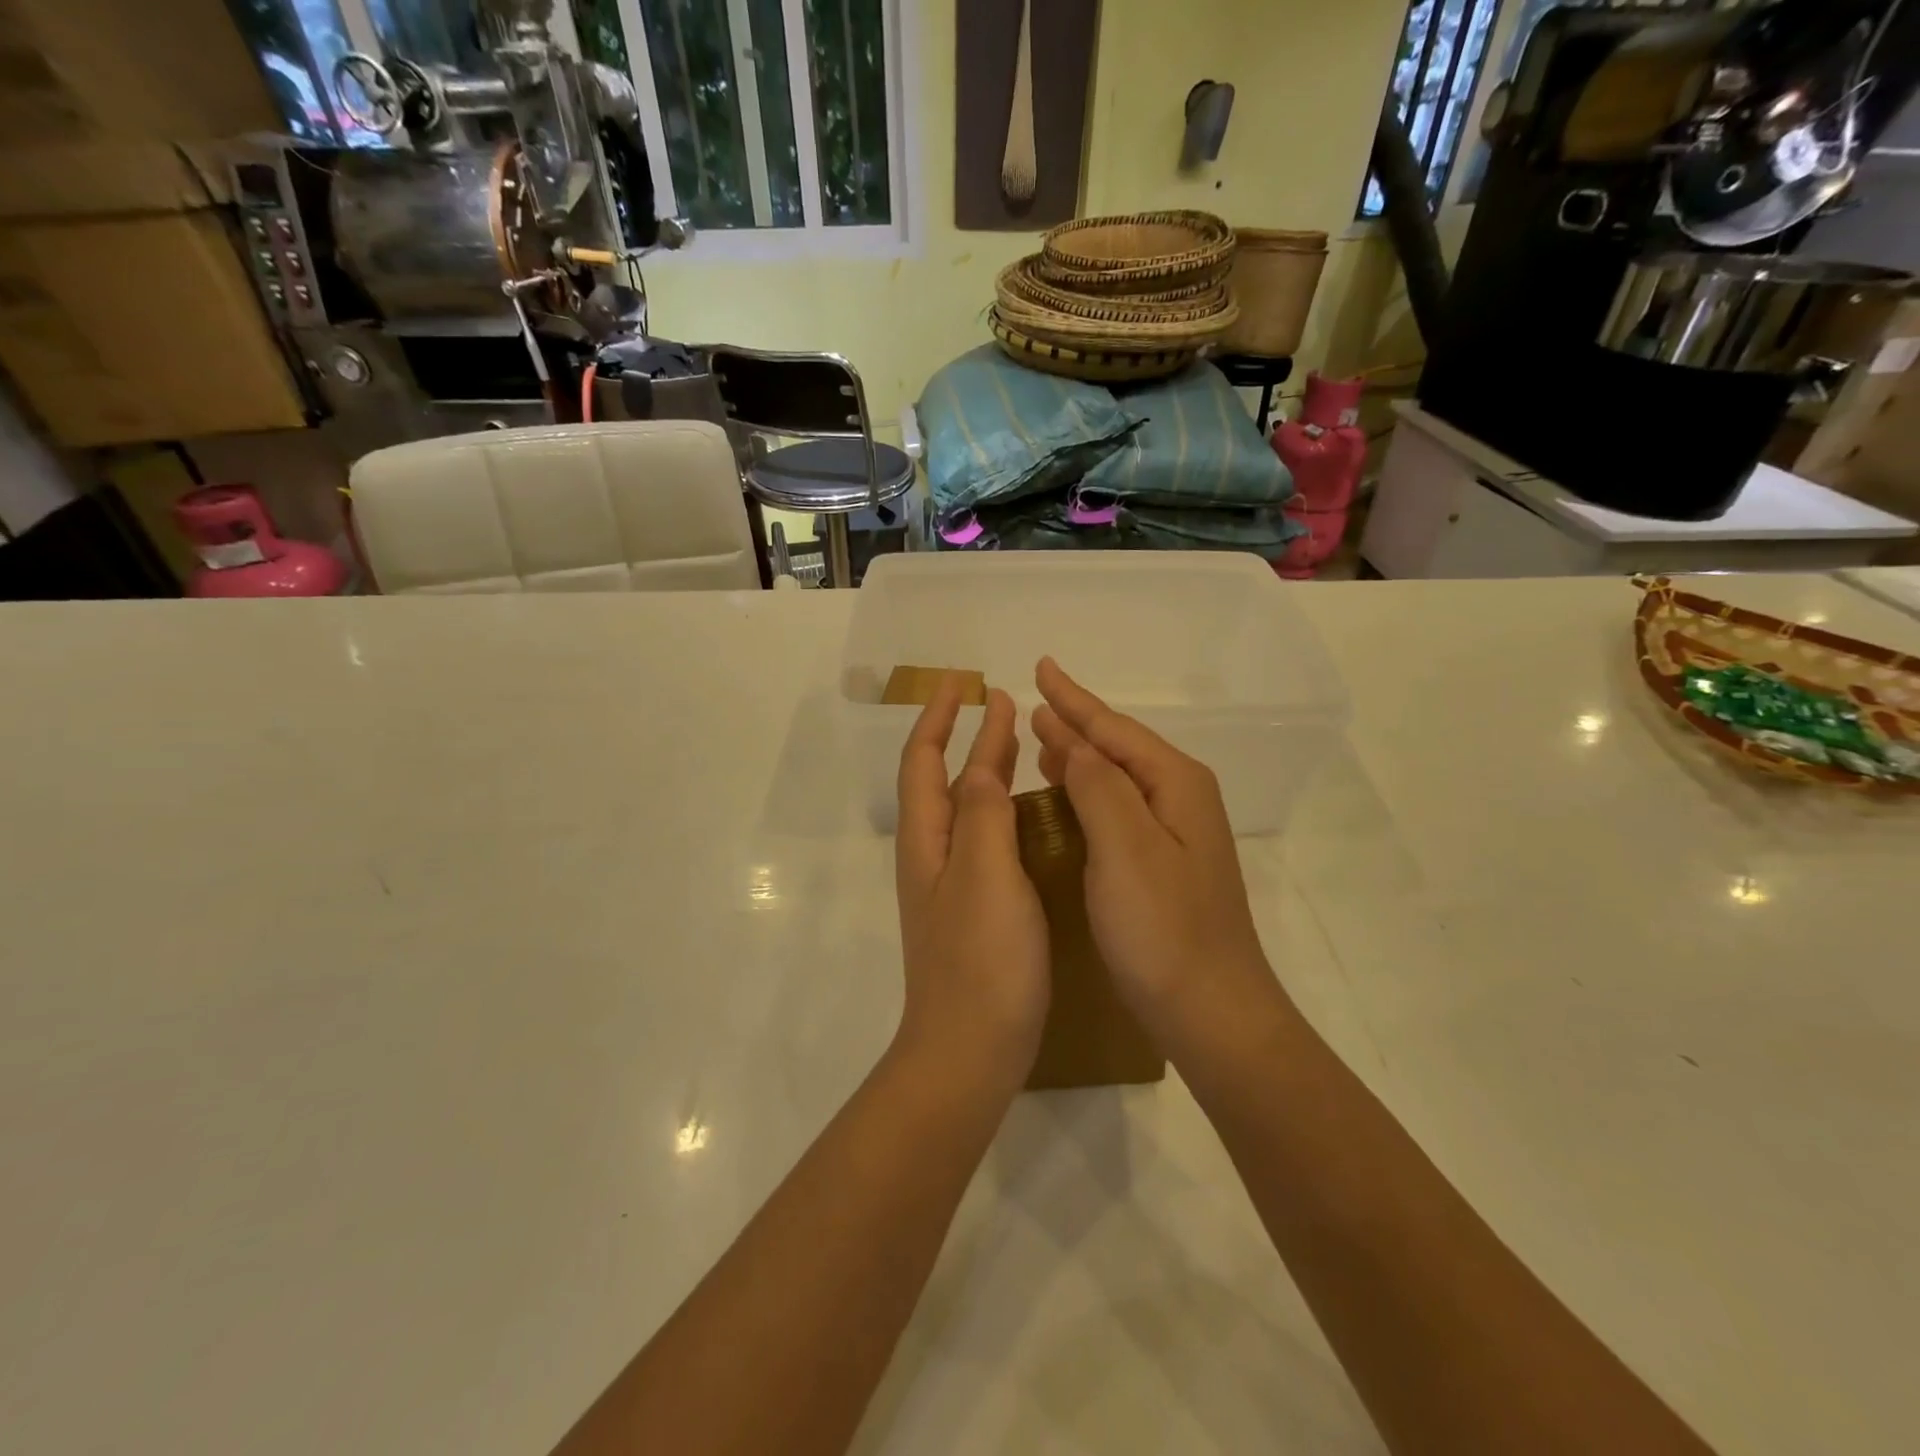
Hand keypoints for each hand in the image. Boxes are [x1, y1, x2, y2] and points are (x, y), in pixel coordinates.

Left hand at [894, 675, 1049, 1091]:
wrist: (971, 1050)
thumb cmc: (980, 961)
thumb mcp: (984, 877)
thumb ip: (983, 816)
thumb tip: (981, 766)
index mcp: (928, 840)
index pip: (923, 761)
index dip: (938, 717)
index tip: (961, 681)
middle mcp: (935, 855)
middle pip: (948, 780)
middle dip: (970, 737)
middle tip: (1002, 702)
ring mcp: (955, 885)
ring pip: (970, 809)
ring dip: (988, 768)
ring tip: (1018, 742)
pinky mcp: (978, 910)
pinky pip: (989, 841)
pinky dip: (1006, 811)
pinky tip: (1033, 815)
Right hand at [1030, 657, 1288, 1063]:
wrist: (1211, 1012)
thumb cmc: (1164, 929)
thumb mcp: (1125, 848)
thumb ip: (1098, 786)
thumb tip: (1071, 739)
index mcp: (1174, 784)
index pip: (1113, 728)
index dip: (1073, 699)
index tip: (1040, 668)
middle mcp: (1180, 798)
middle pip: (1118, 746)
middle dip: (1076, 721)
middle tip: (1034, 701)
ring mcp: (1174, 834)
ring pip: (1117, 777)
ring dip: (1080, 754)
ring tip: (1043, 736)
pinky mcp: (1162, 864)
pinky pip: (1116, 809)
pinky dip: (1086, 792)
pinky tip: (1065, 796)